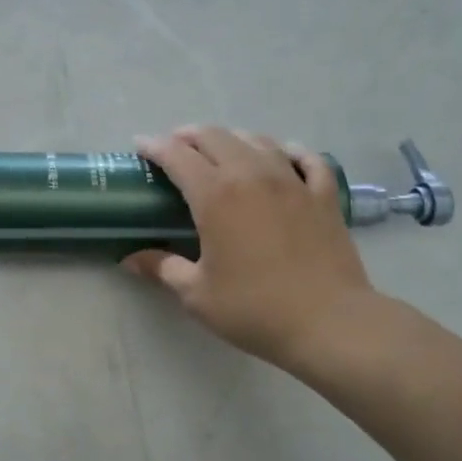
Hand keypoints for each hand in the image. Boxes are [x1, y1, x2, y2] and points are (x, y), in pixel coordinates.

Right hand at [123, 126, 377, 371]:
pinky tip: (283, 155)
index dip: (154, 146)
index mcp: (215, 195)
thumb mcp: (196, 294)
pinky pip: (307, 158)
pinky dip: (289, 151)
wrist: (330, 324)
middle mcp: (251, 175)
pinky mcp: (323, 196)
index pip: (177, 155)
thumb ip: (162, 268)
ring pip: (257, 140)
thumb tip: (130, 259)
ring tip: (219, 148)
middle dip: (188, 136)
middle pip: (214, 137)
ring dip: (231, 138)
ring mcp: (292, 181)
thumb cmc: (255, 309)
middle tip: (174, 147)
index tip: (140, 146)